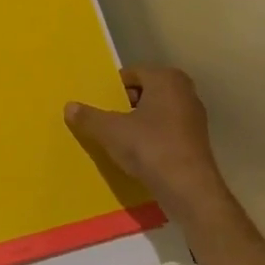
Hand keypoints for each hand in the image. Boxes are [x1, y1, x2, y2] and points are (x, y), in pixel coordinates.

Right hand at [65, 67, 223, 215]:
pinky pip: (166, 131)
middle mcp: (184, 91)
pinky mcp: (196, 141)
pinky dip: (152, 137)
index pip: (131, 74)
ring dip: (137, 122)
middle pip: (144, 92)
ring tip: (118, 139)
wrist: (190, 190)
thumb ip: (89, 117)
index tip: (98, 105)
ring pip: (156, 112)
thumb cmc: (150, 148)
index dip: (112, 90)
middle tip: (105, 121)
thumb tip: (69, 106)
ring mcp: (193, 117)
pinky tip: (138, 154)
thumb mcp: (111, 131)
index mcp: (166, 78)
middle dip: (124, 105)